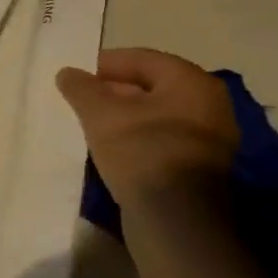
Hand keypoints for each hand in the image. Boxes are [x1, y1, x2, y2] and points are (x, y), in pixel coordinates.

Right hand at [55, 47, 237, 203]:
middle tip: (80, 101)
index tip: (75, 77)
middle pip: (151, 86)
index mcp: (191, 82)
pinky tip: (112, 148)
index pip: (141, 59)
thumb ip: (81, 88)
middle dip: (113, 91)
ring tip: (91, 124)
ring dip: (124, 116)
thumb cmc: (140, 150)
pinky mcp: (201, 167)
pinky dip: (137, 137)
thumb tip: (68, 73)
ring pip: (156, 115)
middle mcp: (209, 104)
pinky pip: (163, 139)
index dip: (104, 64)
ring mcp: (210, 139)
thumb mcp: (99, 113)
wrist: (175, 218)